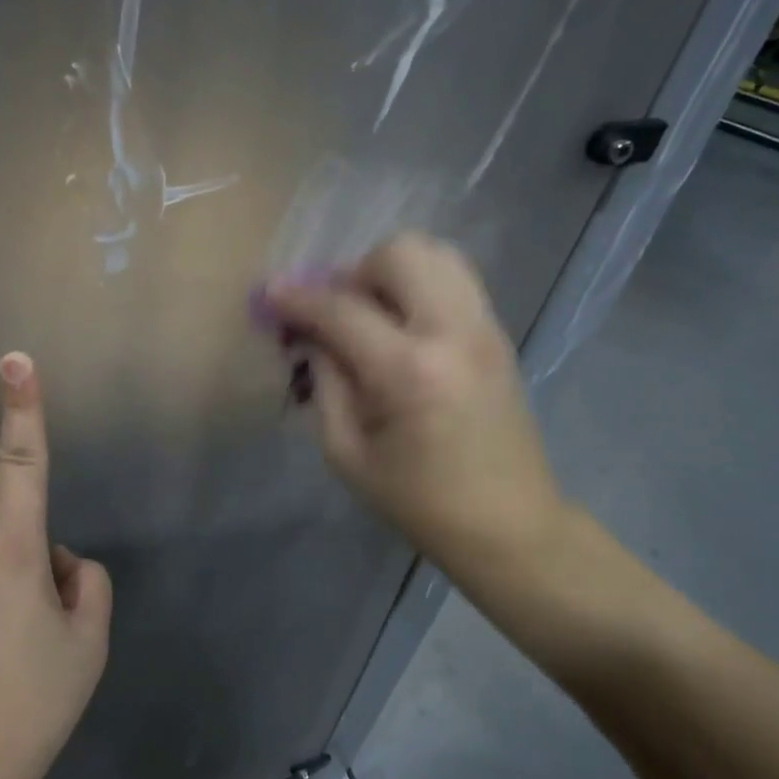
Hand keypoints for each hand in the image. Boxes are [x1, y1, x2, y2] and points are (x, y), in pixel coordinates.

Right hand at [263, 234, 568, 581]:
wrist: (509, 525)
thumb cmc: (419, 502)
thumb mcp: (348, 453)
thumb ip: (325, 382)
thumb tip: (310, 335)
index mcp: (410, 371)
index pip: (341, 310)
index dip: (297, 298)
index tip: (269, 295)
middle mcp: (453, 331)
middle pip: (398, 254)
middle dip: (352, 274)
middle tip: (335, 313)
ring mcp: (484, 327)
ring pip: (434, 253)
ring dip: (390, 273)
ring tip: (371, 314)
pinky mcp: (497, 333)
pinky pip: (454, 278)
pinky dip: (418, 285)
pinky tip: (401, 326)